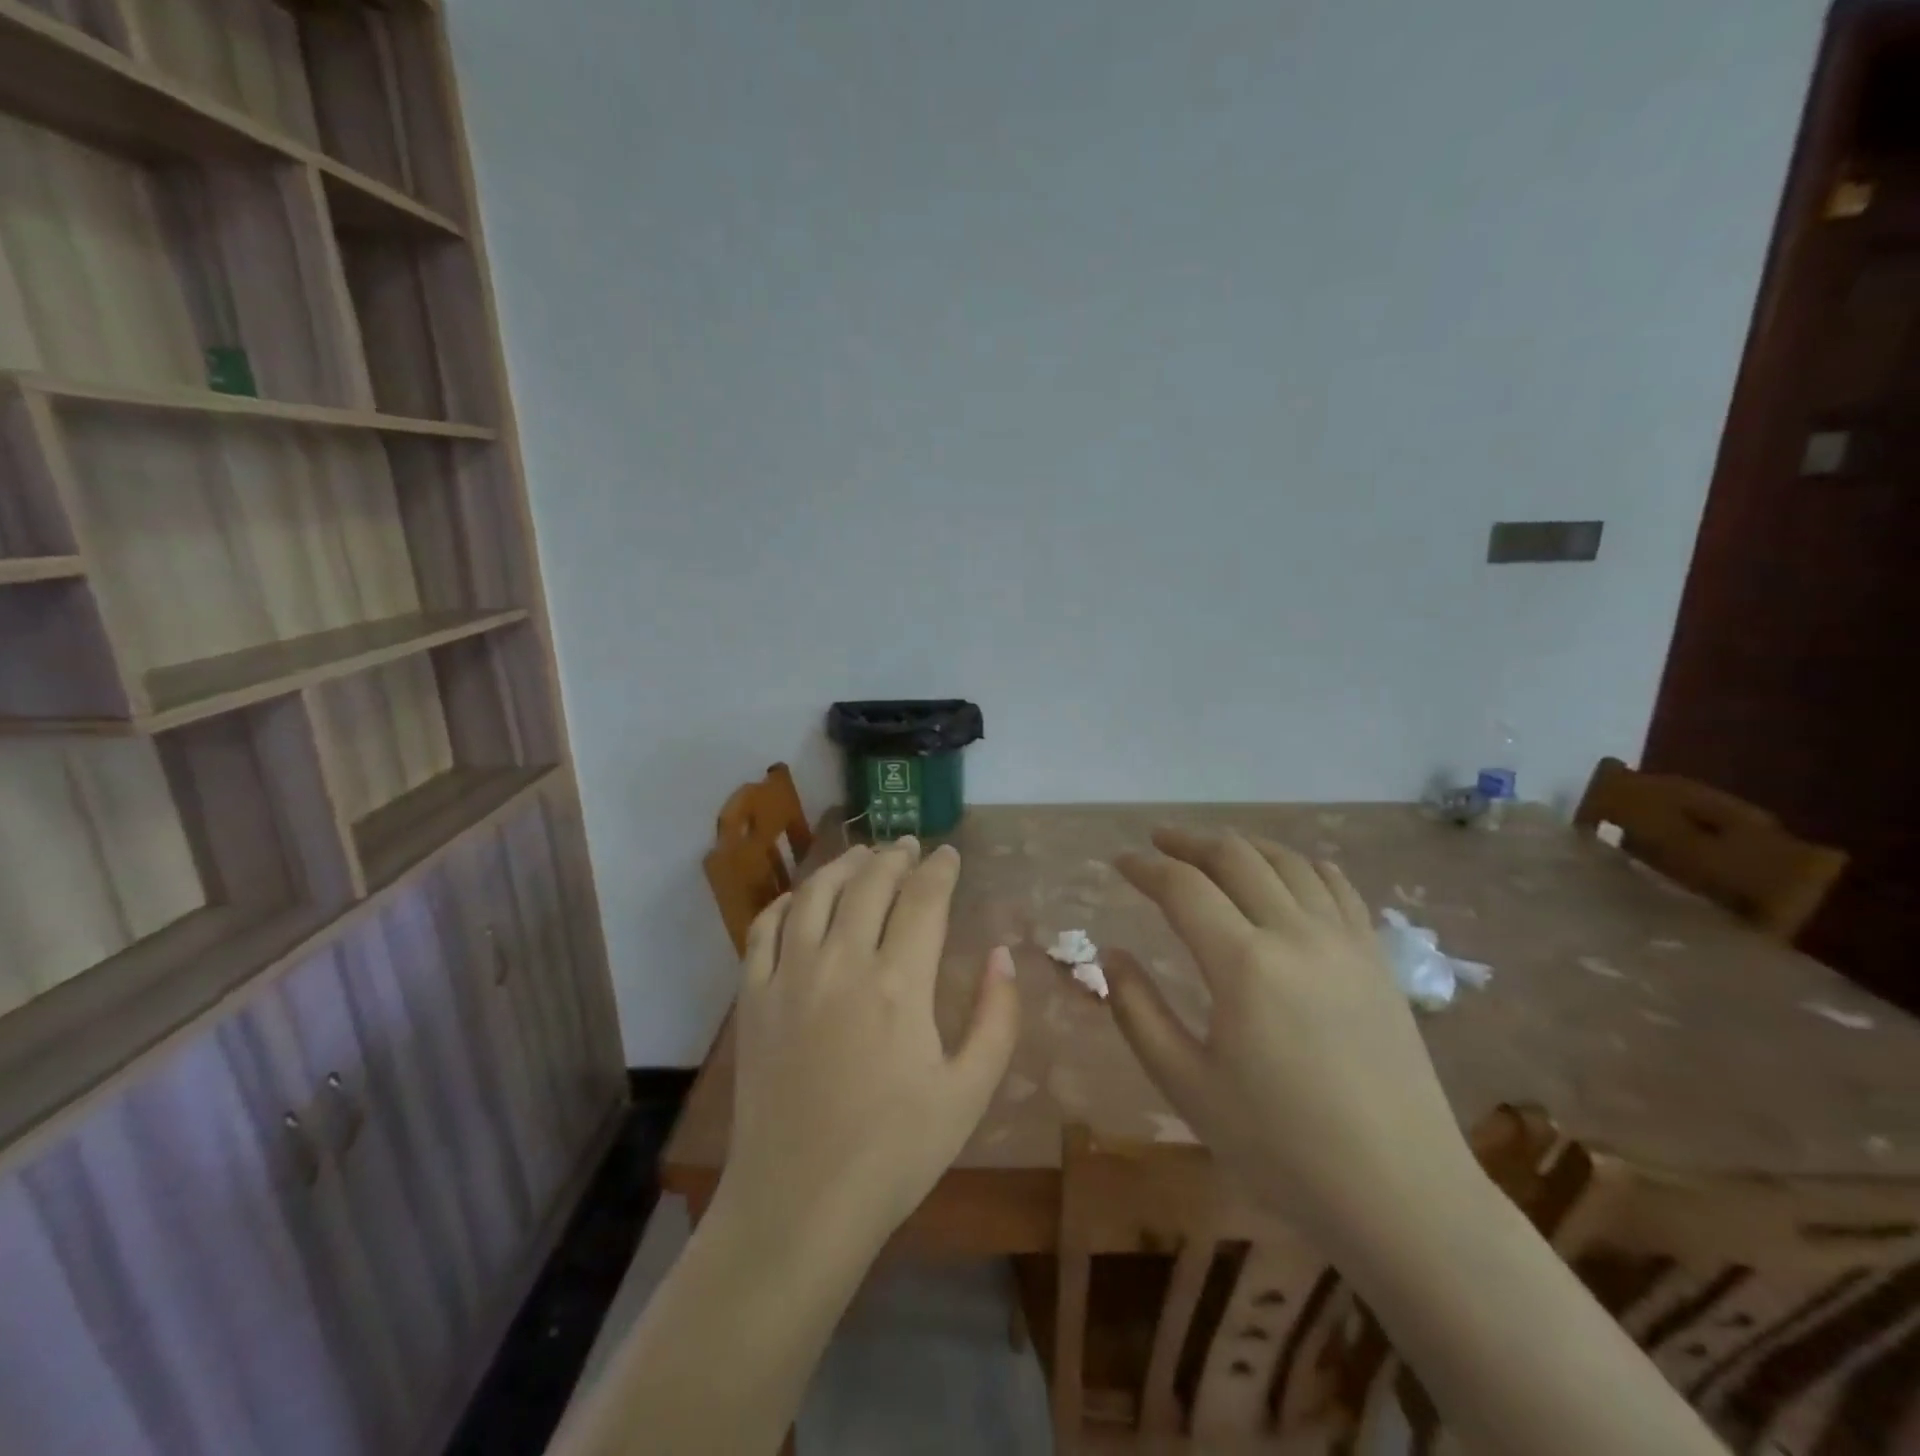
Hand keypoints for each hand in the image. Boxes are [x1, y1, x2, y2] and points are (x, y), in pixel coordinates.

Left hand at [717, 839, 1020, 1261]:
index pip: (923, 899)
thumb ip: (996, 1017)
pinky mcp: (753, 998)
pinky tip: (801, 899)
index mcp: (899, 983)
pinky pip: (764, 928)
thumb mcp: (969, 1092)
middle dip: (894, 856)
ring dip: (843, 865)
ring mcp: (789, 976)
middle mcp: (841, 962)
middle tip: (909, 846)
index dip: (940, 869)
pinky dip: (786, 901)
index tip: (949, 854)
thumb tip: (1002, 954)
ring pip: (815, 893)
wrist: (798, 1205)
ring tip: (862, 855)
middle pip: (869, 884)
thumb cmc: (895, 1153)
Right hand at [1109, 830, 1473, 1249]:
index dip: (1145, 868)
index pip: (1183, 887)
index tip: (1119, 863)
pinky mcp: (1377, 959)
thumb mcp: (1187, 1086)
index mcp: (1244, 965)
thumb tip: (1112, 956)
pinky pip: (1338, 887)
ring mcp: (1345, 942)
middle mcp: (1296, 934)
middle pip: (1235, 857)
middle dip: (1189, 841)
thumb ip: (1138, 1012)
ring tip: (1214, 850)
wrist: (1401, 1194)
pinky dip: (1302, 864)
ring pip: (1288, 861)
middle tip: (1158, 842)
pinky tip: (1288, 871)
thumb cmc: (1281, 1147)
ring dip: (1243, 845)